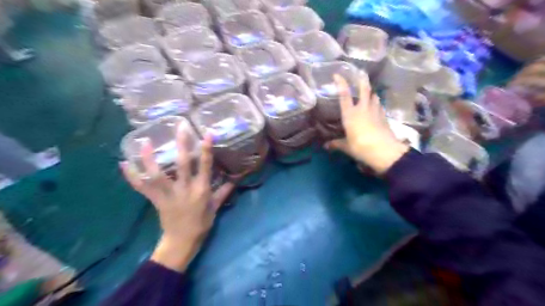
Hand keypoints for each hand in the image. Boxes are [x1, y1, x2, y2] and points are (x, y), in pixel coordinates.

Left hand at [120, 127, 233, 270]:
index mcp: (201, 190)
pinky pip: (141, 187)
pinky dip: (131, 176)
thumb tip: (236, 179)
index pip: (205, 166)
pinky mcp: (155, 200)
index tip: (207, 133)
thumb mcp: (215, 207)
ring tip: (145, 141)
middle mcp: (185, 189)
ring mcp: (168, 194)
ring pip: (157, 174)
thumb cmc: (201, 223)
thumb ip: (224, 191)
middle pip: (182, 164)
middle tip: (179, 126)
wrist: (182, 241)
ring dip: (149, 158)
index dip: (206, 149)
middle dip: (182, 144)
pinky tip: (123, 164)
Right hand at [323, 74, 408, 173]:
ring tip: (369, 90)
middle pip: (363, 89)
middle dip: (361, 80)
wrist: (384, 150)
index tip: (337, 75)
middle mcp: (362, 108)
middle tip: (361, 72)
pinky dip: (377, 103)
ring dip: (371, 92)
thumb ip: (336, 144)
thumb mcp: (346, 146)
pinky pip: (379, 106)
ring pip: (374, 96)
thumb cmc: (360, 146)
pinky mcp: (384, 117)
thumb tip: (326, 146)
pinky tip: (376, 106)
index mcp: (350, 114)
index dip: (341, 83)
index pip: (344, 95)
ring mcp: (375, 111)